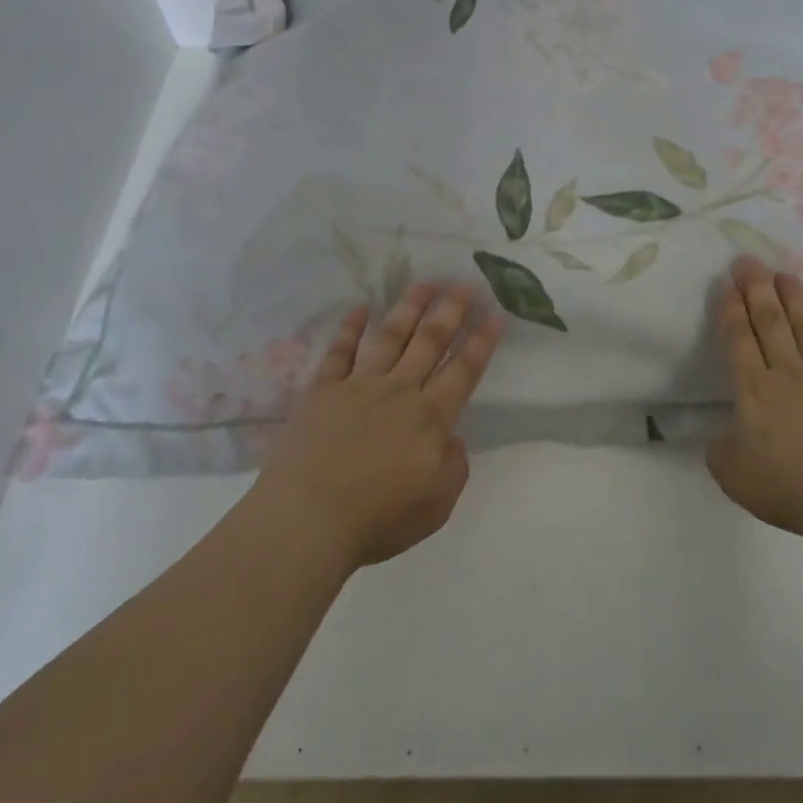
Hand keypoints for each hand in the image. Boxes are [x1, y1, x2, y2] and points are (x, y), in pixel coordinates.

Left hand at [251, 282, 503, 571]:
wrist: (307, 518)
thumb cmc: (376, 518)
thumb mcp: (436, 505)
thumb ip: (453, 466)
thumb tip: (452, 438)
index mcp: (430, 418)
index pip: (464, 370)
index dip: (482, 341)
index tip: (495, 313)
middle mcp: (399, 391)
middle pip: (430, 342)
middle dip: (451, 311)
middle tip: (465, 283)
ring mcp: (358, 386)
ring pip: (390, 337)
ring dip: (409, 308)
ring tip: (425, 283)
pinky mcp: (322, 390)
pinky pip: (339, 352)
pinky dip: (349, 328)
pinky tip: (359, 308)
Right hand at [705, 255, 802, 540]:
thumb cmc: (791, 486)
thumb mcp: (734, 476)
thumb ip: (720, 452)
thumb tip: (720, 438)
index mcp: (754, 391)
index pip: (739, 340)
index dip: (731, 310)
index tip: (727, 283)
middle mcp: (788, 373)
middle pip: (770, 323)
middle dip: (756, 289)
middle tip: (748, 261)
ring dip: (794, 298)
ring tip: (784, 273)